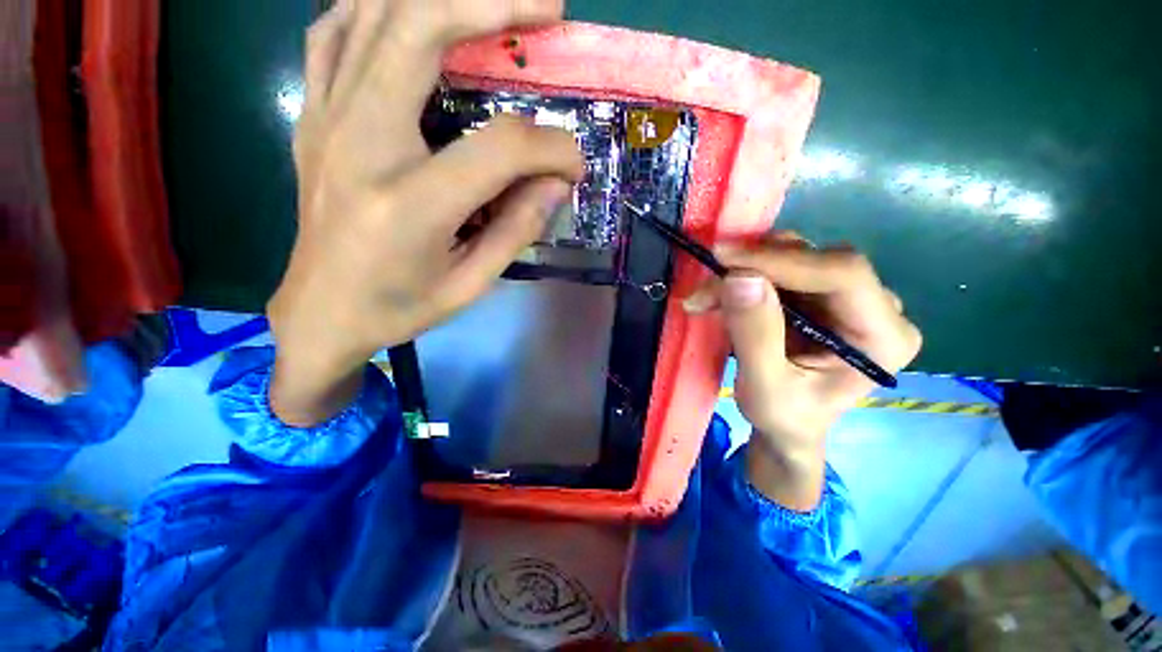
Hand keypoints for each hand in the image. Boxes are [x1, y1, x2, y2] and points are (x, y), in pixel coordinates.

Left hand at [268, 0, 583, 425]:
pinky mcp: (313, 119)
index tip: (573, 165)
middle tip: (548, 8)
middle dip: (494, 6)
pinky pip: (336, 35)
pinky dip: (378, 11)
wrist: (320, 314)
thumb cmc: (399, 307)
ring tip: (492, 8)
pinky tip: (412, 20)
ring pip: (372, 14)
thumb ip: (517, 229)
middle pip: (419, 30)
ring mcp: (326, 121)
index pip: (499, 148)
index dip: (550, 149)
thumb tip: (554, 183)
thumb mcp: (471, 284)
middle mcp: (359, 143)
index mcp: (410, 204)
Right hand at [683, 234, 921, 509]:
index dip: (783, 260)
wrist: (787, 426)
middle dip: (753, 267)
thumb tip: (739, 277)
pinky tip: (717, 296)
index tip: (725, 259)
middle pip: (816, 260)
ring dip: (742, 272)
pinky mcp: (817, 295)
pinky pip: (778, 269)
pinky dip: (741, 278)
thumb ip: (755, 335)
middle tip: (705, 287)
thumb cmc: (783, 417)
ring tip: (705, 297)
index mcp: (883, 337)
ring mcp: (846, 297)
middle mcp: (875, 306)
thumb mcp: (763, 387)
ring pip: (792, 258)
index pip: (843, 274)